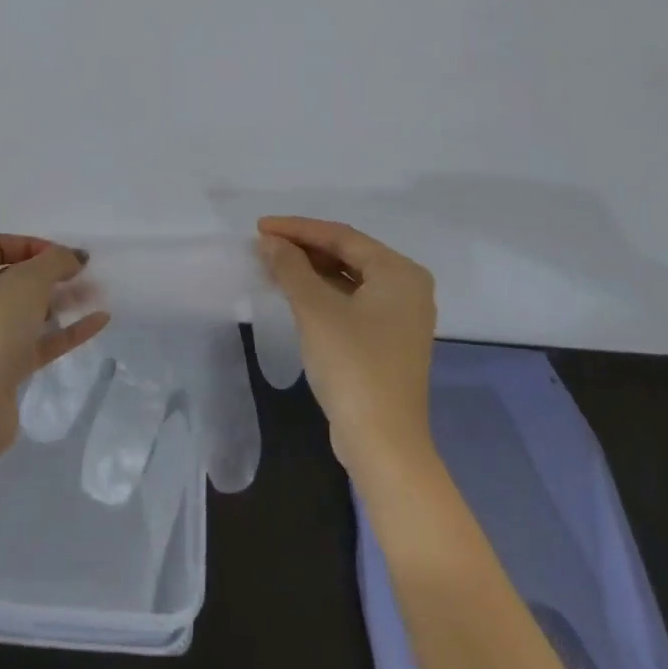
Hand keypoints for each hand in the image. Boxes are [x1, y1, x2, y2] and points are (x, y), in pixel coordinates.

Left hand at [0, 235, 109, 460]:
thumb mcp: (28, 281)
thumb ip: (55, 261)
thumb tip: (72, 257)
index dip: (31, 244)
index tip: (62, 255)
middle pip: (13, 279)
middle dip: (51, 274)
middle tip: (84, 274)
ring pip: (27, 311)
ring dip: (61, 301)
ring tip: (96, 294)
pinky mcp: (1, 368)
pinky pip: (37, 341)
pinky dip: (65, 331)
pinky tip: (98, 322)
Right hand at [257, 217, 437, 476]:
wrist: (382, 441)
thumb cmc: (352, 365)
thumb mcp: (316, 310)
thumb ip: (291, 268)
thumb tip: (270, 242)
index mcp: (399, 272)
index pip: (342, 236)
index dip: (298, 228)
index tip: (260, 227)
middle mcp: (407, 287)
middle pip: (349, 254)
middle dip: (305, 248)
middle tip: (264, 244)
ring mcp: (400, 316)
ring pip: (349, 279)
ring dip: (312, 271)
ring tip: (273, 264)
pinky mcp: (388, 340)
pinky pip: (352, 301)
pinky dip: (323, 293)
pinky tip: (295, 293)